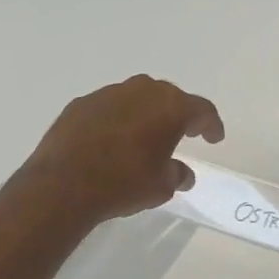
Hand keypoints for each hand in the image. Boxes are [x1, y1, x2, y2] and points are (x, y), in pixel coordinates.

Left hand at [21, 75, 223, 224]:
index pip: (202, 110)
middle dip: (178, 114)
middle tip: (183, 132)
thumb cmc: (124, 183)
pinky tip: (113, 140)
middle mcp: (142, 91)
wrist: (63, 185)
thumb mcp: (161, 187)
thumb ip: (177, 174)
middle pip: (169, 97)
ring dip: (146, 114)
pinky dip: (117, 120)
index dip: (211, 125)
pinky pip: (109, 108)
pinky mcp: (81, 104)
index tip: (214, 138)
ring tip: (146, 136)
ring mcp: (108, 94)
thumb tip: (182, 173)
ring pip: (137, 98)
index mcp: (170, 107)